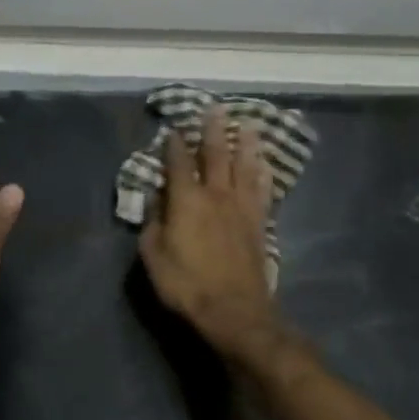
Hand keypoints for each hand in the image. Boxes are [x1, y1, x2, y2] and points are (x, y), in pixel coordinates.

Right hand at [139, 107, 279, 360]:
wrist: (235, 311)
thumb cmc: (186, 285)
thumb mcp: (154, 256)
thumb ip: (154, 224)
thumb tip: (156, 201)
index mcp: (186, 201)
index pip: (178, 164)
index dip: (174, 145)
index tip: (173, 129)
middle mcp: (215, 196)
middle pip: (216, 155)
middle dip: (213, 131)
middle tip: (215, 108)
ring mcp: (241, 208)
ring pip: (244, 167)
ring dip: (245, 144)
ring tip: (247, 124)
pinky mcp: (259, 223)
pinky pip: (262, 190)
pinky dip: (262, 173)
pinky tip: (264, 163)